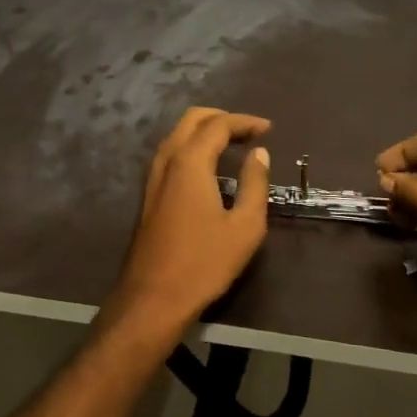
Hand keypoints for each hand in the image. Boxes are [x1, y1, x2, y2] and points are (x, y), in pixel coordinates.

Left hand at [103, 107, 272, 338]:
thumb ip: (255, 184)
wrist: (153, 298)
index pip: (218, 125)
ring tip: (233, 144)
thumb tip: (259, 154)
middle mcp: (167, 161)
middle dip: (222, 118)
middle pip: (192, 120)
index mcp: (190, 162)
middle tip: (249, 131)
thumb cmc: (204, 263)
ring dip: (205, 131)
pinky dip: (193, 147)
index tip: (268, 129)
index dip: (245, 122)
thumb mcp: (244, 226)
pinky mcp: (149, 195)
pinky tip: (209, 166)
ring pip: (177, 135)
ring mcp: (153, 178)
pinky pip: (171, 154)